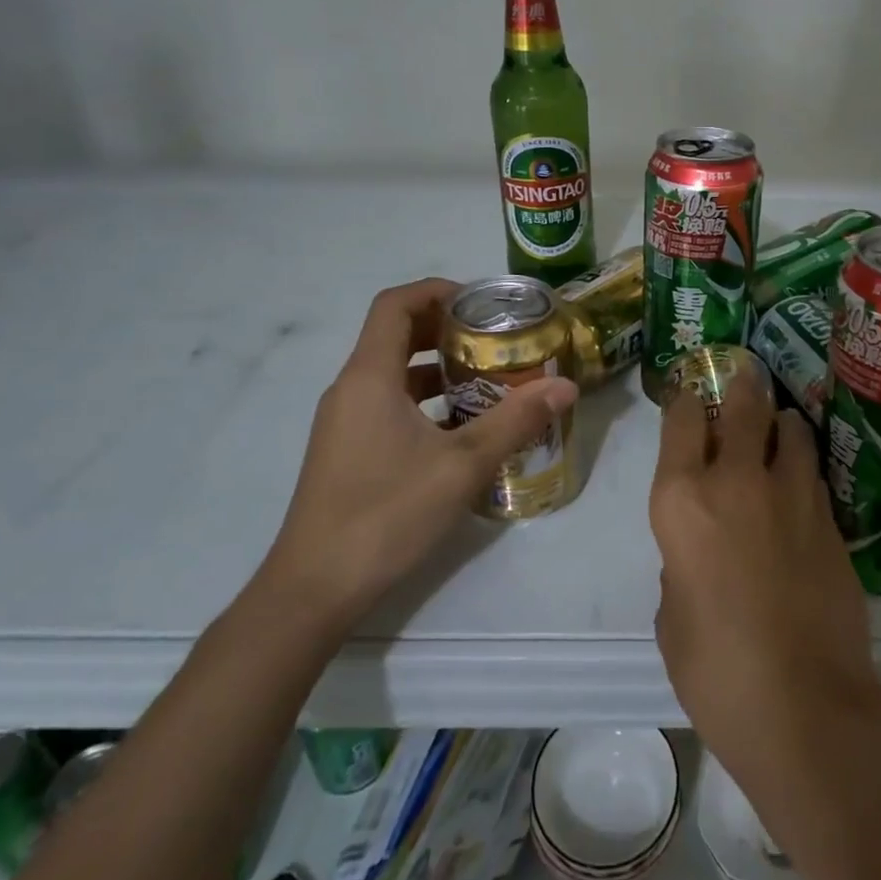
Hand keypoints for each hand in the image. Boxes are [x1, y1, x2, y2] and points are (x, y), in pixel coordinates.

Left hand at [258, 277, 578, 628]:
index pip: (395, 304)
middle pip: (396, 334)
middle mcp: (351, 389)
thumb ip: (516, 420)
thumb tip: (565, 385)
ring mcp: (345, 422)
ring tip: (489, 377)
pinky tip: (462, 427)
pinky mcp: (348, 449)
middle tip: (496, 337)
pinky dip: (426, 400)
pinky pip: (389, 403)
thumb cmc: (386, 514)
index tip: (482, 302)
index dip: (437, 291)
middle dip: (446, 328)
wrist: (315, 589)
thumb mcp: (462, 464)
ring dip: (439, 367)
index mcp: (370, 377)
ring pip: (394, 372)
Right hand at [649, 368, 880, 777]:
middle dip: (741, 386)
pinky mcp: (831, 518)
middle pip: (743, 405)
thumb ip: (682, 562)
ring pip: (791, 429)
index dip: (686, 399)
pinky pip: (814, 473)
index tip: (691, 394)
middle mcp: (736, 480)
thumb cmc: (715, 670)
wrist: (804, 706)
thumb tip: (701, 550)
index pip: (682, 420)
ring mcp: (791, 495)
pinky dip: (804, 466)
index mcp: (681, 500)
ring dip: (781, 422)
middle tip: (743, 379)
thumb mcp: (672, 614)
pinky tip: (801, 480)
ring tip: (779, 426)